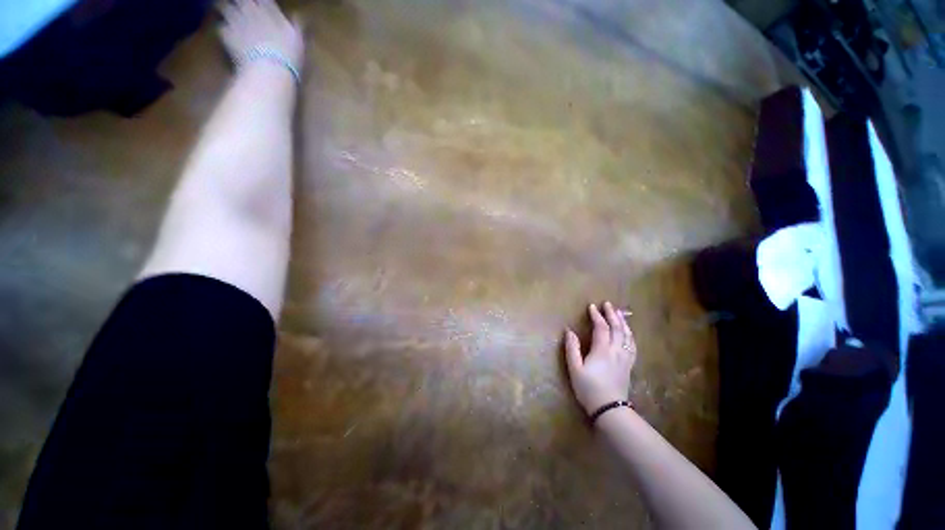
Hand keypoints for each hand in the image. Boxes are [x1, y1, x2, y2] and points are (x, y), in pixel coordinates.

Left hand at [220, 0, 304, 68]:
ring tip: (225, 11)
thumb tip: (297, 16)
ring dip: (225, 9)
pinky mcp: (226, 35)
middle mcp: (250, 10)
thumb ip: (296, 25)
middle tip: (241, 7)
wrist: (268, 70)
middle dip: (241, 3)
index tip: (261, 4)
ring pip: (224, 6)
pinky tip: (226, 33)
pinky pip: (221, 27)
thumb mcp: (297, 40)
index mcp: (269, 9)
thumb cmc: (288, 56)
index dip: (262, 2)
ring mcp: (236, 21)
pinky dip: (223, 29)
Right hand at [564, 301, 636, 415]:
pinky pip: (633, 346)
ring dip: (623, 323)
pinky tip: (629, 333)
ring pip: (627, 336)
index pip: (601, 328)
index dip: (597, 316)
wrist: (609, 409)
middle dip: (612, 315)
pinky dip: (631, 336)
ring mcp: (625, 358)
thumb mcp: (575, 369)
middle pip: (617, 329)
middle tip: (608, 304)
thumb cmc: (589, 388)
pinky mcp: (629, 365)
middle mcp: (616, 351)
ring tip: (619, 313)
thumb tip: (569, 331)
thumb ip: (572, 349)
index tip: (591, 306)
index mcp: (602, 350)